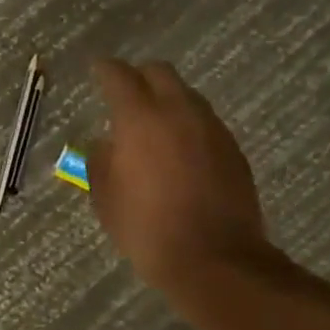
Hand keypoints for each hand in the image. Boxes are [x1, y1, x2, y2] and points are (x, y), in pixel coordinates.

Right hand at [88, 59, 270, 290]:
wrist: (215, 259)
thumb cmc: (148, 229)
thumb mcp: (106, 198)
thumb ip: (100, 160)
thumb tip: (105, 143)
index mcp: (140, 117)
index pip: (118, 75)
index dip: (104, 70)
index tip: (96, 70)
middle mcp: (179, 111)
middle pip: (159, 72)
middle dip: (139, 77)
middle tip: (125, 97)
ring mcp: (211, 127)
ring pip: (186, 95)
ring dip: (167, 101)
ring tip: (154, 127)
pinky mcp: (233, 148)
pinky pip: (204, 122)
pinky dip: (187, 125)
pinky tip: (180, 152)